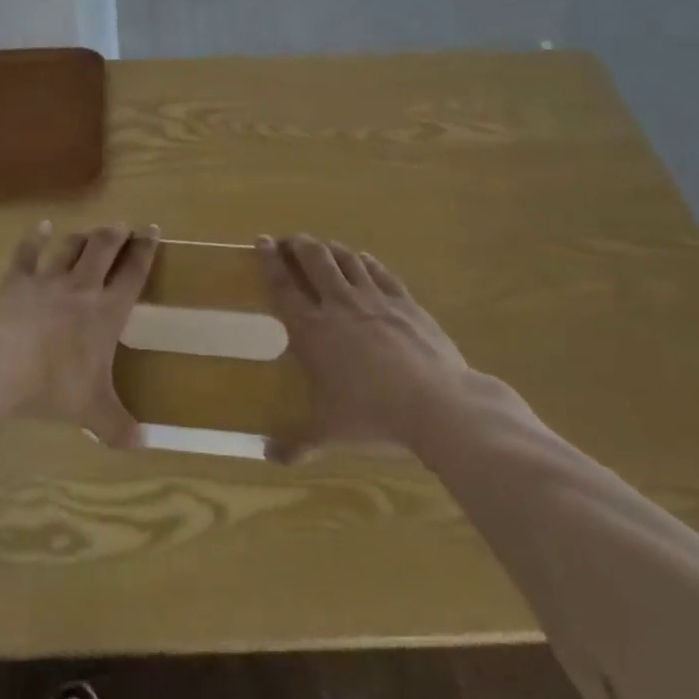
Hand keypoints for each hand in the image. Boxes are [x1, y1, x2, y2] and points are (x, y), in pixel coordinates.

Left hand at [0, 222, 158, 447]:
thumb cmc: (52, 385)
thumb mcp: (91, 410)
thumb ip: (117, 425)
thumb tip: (142, 445)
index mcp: (106, 312)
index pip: (133, 273)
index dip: (146, 250)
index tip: (153, 230)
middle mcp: (81, 287)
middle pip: (103, 248)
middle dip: (116, 234)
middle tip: (123, 226)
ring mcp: (47, 281)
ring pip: (70, 247)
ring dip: (82, 236)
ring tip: (91, 230)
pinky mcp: (16, 281)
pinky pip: (28, 253)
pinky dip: (36, 238)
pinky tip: (42, 227)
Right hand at [256, 234, 471, 462]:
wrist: (437, 404)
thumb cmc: (373, 416)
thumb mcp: (329, 433)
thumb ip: (297, 442)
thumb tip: (269, 456)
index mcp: (313, 329)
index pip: (283, 285)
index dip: (269, 261)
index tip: (260, 241)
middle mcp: (340, 304)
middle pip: (314, 259)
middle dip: (298, 244)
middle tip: (288, 242)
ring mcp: (375, 299)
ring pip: (346, 258)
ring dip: (330, 248)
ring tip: (321, 247)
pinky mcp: (405, 302)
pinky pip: (379, 271)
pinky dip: (365, 261)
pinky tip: (362, 260)